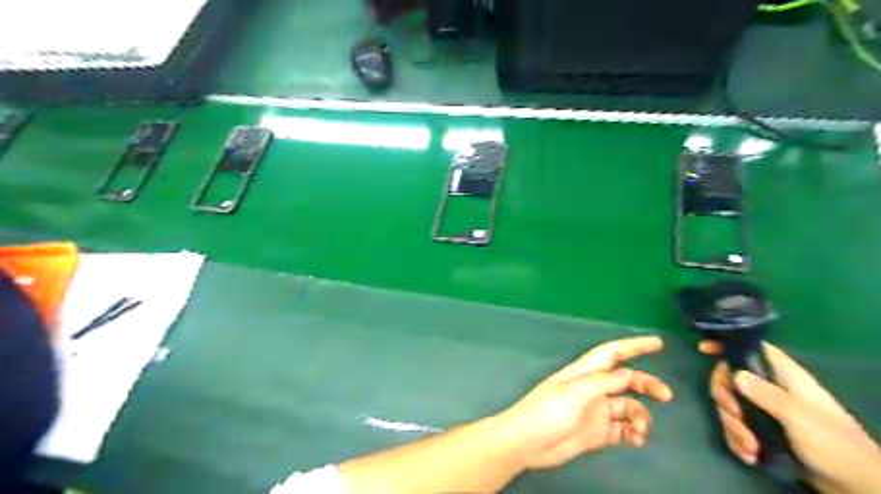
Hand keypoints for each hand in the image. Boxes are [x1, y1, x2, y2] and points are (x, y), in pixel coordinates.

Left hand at [494, 336, 674, 470]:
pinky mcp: (598, 432)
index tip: (658, 343)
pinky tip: (636, 440)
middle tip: (667, 396)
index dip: (634, 346)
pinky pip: (623, 429)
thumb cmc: (547, 411)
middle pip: (627, 380)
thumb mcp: (575, 392)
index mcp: (585, 372)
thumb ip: (603, 382)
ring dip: (640, 416)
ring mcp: (596, 410)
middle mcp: (594, 388)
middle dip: (647, 384)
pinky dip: (633, 432)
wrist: (528, 443)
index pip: (613, 352)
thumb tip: (630, 373)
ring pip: (629, 406)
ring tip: (640, 430)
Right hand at [706, 340, 879, 492]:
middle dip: (726, 400)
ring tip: (750, 449)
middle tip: (734, 416)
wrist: (857, 487)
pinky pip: (738, 428)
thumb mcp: (798, 416)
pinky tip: (750, 455)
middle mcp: (772, 389)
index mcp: (785, 377)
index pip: (752, 349)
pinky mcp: (764, 432)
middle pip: (731, 380)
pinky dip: (738, 441)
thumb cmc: (834, 444)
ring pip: (732, 407)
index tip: (703, 349)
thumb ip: (765, 393)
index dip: (727, 345)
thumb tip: (734, 373)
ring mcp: (767, 411)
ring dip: (734, 428)